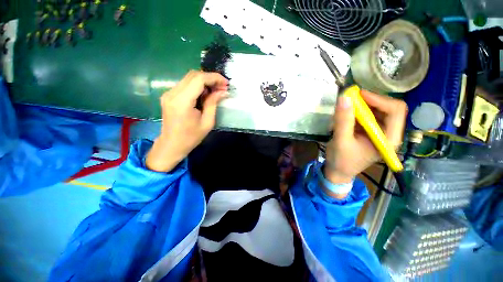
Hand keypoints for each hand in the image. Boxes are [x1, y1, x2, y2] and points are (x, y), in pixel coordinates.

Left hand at [146, 70, 227, 171]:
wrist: (172, 145)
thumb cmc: (191, 137)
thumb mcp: (207, 122)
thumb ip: (213, 103)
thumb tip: (222, 91)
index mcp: (182, 102)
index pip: (199, 79)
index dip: (214, 78)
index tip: (225, 83)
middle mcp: (172, 93)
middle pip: (193, 75)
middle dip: (210, 78)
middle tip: (222, 87)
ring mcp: (168, 93)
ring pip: (189, 78)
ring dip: (204, 81)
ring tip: (216, 90)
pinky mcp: (168, 95)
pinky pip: (185, 84)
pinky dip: (197, 86)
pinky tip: (205, 93)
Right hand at [324, 90, 406, 196]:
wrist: (338, 171)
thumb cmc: (341, 160)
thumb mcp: (341, 141)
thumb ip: (343, 120)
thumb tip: (344, 98)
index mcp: (388, 138)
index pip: (395, 111)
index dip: (379, 99)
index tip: (358, 95)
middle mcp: (388, 133)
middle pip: (388, 108)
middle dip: (369, 101)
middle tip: (350, 99)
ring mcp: (379, 132)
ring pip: (377, 110)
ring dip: (361, 106)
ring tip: (345, 109)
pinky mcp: (369, 132)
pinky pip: (367, 116)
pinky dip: (356, 112)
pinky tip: (345, 116)